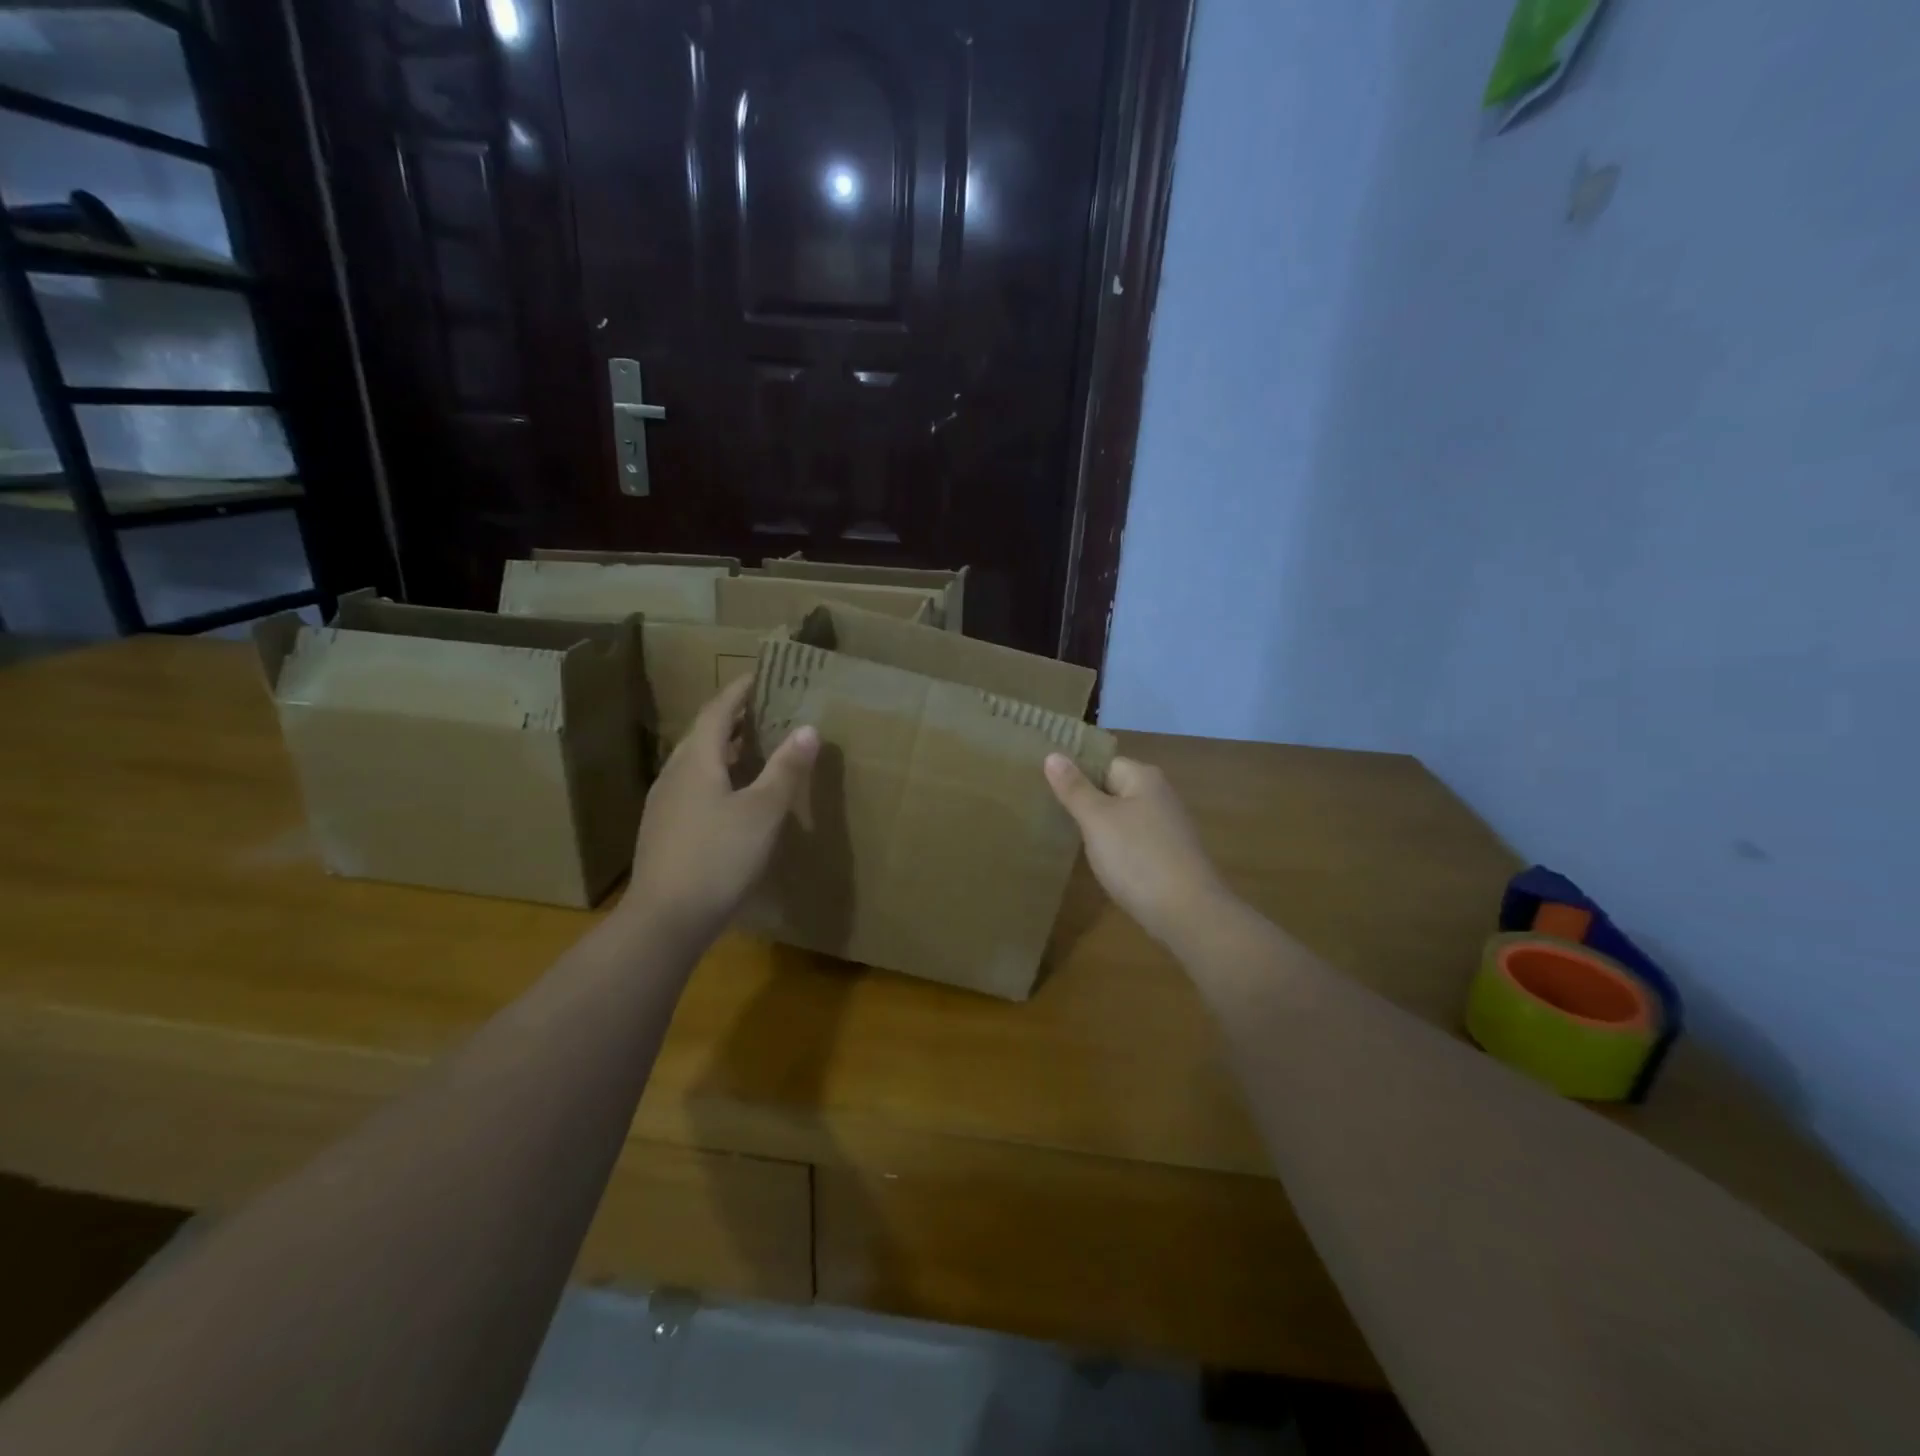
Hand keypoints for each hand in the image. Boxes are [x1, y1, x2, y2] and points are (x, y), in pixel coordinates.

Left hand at [622, 676, 818, 945]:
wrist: (666, 919)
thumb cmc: (719, 857)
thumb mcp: (763, 811)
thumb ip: (786, 768)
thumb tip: (808, 727)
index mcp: (696, 761)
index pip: (717, 711)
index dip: (738, 691)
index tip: (760, 676)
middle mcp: (674, 774)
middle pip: (703, 734)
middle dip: (733, 718)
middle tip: (764, 710)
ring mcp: (664, 804)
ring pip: (695, 762)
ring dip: (724, 748)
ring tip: (753, 747)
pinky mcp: (663, 830)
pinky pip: (692, 786)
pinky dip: (716, 775)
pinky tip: (732, 796)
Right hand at [1044, 753, 1228, 947]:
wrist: (1188, 913)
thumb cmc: (1137, 858)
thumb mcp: (1097, 819)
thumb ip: (1074, 788)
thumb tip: (1052, 754)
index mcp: (1144, 777)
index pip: (1102, 763)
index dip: (1076, 775)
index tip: (1047, 791)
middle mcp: (1160, 795)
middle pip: (1113, 789)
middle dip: (1086, 802)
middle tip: (1051, 816)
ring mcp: (1167, 827)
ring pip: (1122, 818)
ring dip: (1100, 829)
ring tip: (1069, 841)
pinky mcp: (1169, 856)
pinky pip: (1133, 842)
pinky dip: (1116, 850)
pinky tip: (1101, 864)